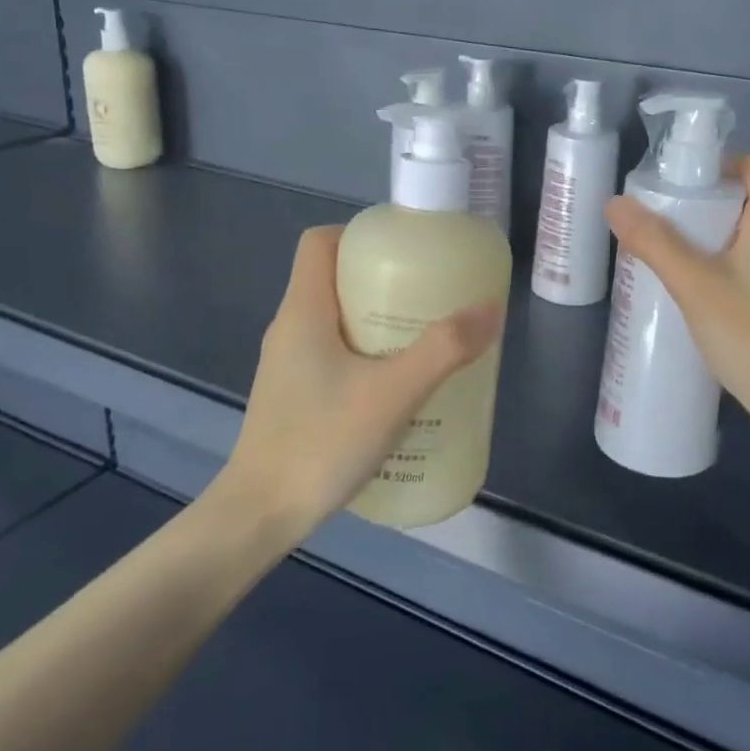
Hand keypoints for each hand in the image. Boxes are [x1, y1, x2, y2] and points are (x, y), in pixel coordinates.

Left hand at [224, 226, 502, 536]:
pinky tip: (397, 387)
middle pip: (334, 278)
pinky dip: (366, 354)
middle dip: (383, 280)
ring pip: (336, 319)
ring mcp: (288, 364)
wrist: (260, 516)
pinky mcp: (294, 395)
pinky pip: (333, 354)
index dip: (359, 234)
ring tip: (423, 339)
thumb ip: (443, 350)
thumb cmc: (321, 442)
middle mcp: (290, 328)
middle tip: (429, 297)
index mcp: (303, 310)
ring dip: (377, 320)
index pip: (320, 242)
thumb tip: (489, 308)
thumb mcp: (393, 394)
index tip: (405, 251)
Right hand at [604, 155, 749, 441]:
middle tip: (663, 224)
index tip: (679, 185)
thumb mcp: (693, 285)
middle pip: (749, 199)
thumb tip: (615, 203)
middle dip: (705, 205)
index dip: (718, 165)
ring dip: (715, 237)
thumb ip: (654, 242)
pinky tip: (702, 293)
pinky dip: (731, 263)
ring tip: (674, 258)